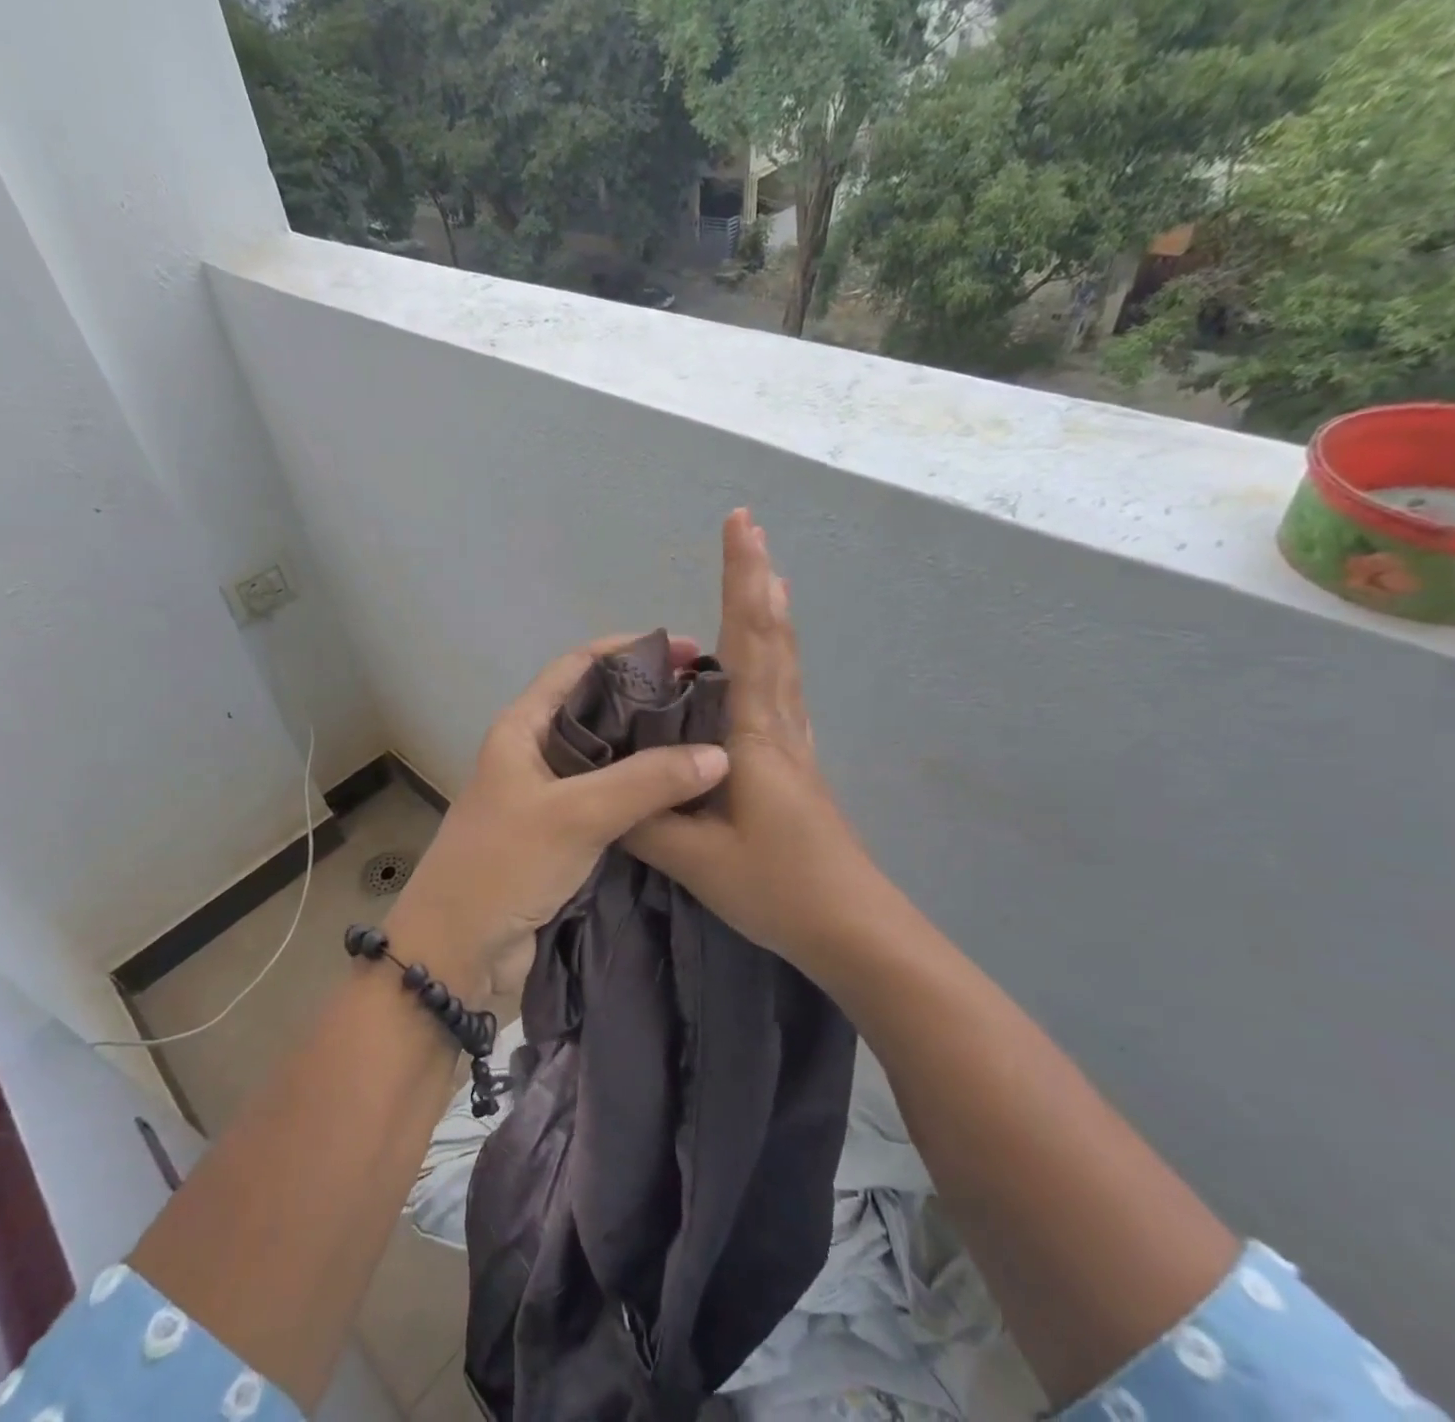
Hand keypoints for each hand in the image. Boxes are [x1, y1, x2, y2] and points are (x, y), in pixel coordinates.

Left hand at [387, 634, 729, 1001]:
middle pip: (598, 709)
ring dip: (651, 748)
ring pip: (608, 758)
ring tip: (710, 741)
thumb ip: (646, 781)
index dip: (629, 650)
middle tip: (710, 701)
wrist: (456, 953)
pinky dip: (644, 792)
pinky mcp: (562, 835)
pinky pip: (610, 800)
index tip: (686, 650)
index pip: (578, 666)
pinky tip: (685, 794)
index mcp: (522, 727)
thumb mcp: (575, 814)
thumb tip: (720, 754)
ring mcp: (548, 796)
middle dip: (649, 699)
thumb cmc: (503, 866)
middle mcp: (535, 753)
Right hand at [625, 510, 879, 967]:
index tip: (741, 524)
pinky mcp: (797, 768)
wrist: (854, 929)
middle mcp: (779, 727)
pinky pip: (782, 693)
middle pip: (772, 637)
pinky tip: (765, 664)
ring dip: (769, 614)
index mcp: (755, 735)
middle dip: (757, 578)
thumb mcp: (696, 858)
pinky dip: (773, 657)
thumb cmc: (779, 888)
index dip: (740, 580)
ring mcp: (794, 746)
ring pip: (783, 662)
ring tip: (761, 578)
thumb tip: (599, 786)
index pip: (746, 641)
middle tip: (751, 529)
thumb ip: (644, 817)